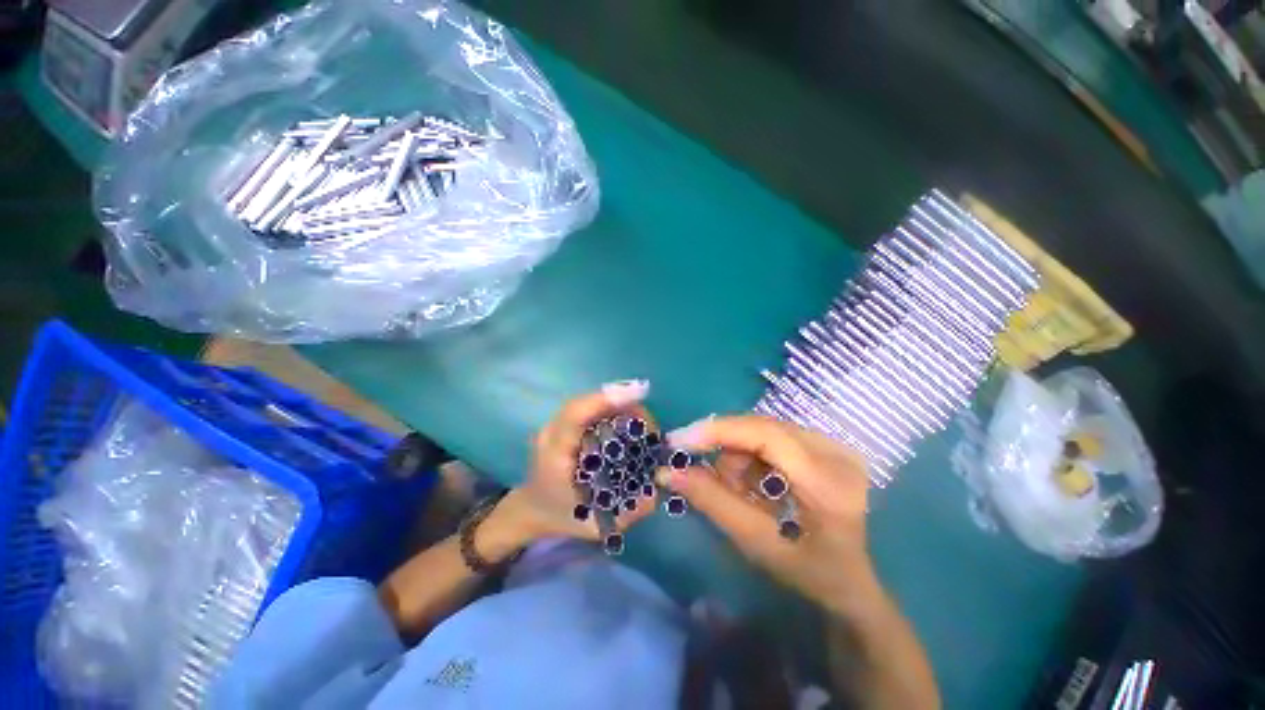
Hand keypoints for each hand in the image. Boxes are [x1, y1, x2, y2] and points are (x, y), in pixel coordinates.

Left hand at [496, 381, 658, 544]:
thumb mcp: (595, 525)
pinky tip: (629, 420)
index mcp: (554, 456)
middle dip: (622, 404)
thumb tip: (657, 490)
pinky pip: (588, 408)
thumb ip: (627, 512)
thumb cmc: (562, 517)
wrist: (532, 509)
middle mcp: (551, 433)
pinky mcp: (562, 423)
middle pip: (585, 403)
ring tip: (645, 423)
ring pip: (587, 402)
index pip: (574, 416)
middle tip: (651, 425)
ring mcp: (554, 424)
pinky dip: (611, 408)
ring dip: (618, 405)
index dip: (605, 400)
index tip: (637, 393)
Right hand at [657, 415, 879, 612]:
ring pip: (762, 429)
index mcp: (828, 481)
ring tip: (739, 491)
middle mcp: (835, 451)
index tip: (678, 441)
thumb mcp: (757, 544)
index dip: (717, 431)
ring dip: (738, 456)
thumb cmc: (809, 573)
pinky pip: (771, 435)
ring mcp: (832, 444)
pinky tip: (755, 483)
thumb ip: (713, 502)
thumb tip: (668, 472)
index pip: (765, 434)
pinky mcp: (824, 444)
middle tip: (701, 474)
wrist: (852, 581)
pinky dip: (752, 456)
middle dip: (725, 449)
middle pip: (760, 427)